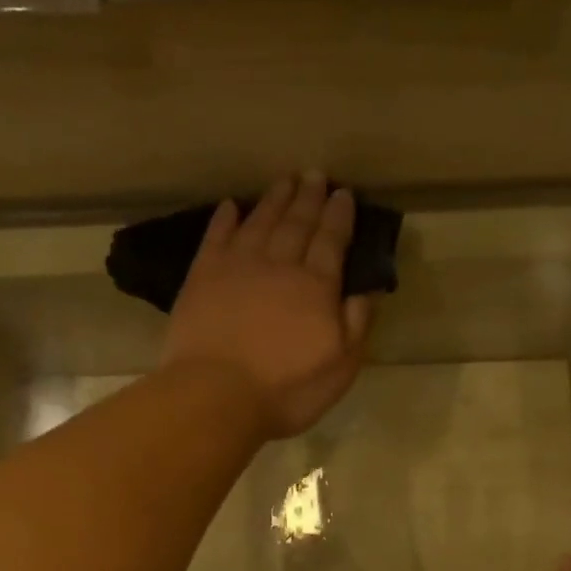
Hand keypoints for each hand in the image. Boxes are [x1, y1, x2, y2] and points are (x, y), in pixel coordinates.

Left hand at [161, 171, 373, 439]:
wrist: (216, 395)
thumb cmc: (285, 390)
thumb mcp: (339, 368)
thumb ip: (356, 325)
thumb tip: (367, 289)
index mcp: (316, 286)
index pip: (331, 241)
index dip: (339, 216)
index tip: (344, 193)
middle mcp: (279, 265)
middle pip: (297, 223)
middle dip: (309, 198)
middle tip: (315, 175)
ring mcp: (237, 266)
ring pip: (261, 222)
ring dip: (275, 200)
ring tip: (285, 181)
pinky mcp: (202, 276)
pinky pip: (217, 236)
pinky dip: (226, 218)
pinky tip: (232, 206)